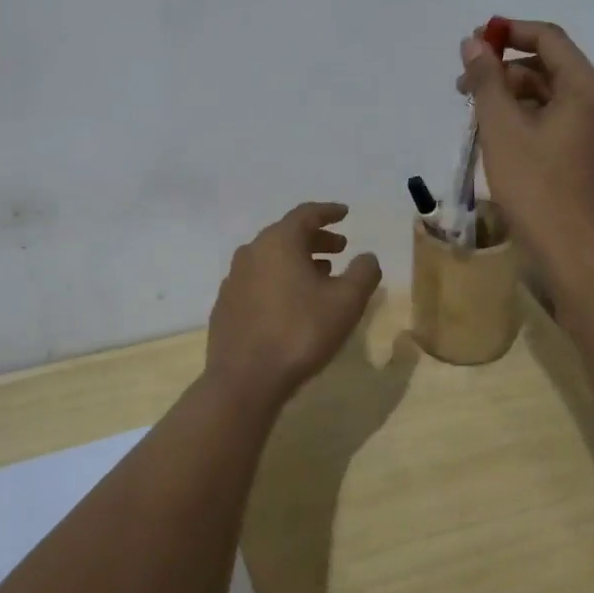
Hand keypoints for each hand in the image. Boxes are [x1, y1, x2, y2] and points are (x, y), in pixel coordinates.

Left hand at [206, 202, 383, 410]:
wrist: (244, 380)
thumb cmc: (300, 332)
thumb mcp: (346, 302)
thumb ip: (363, 273)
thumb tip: (367, 257)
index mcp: (278, 241)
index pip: (306, 214)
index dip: (328, 212)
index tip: (345, 213)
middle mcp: (252, 251)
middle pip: (287, 235)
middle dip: (316, 239)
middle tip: (340, 248)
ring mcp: (234, 278)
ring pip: (271, 258)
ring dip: (298, 260)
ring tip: (322, 275)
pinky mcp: (226, 304)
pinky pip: (258, 280)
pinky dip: (278, 280)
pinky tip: (292, 302)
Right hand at [458, 18, 593, 274]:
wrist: (575, 255)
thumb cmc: (537, 187)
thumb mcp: (502, 129)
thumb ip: (486, 80)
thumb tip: (473, 43)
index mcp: (585, 87)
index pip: (548, 38)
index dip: (509, 31)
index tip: (472, 40)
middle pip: (547, 66)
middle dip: (503, 68)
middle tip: (462, 84)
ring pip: (547, 96)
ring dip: (509, 95)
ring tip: (473, 114)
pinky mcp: (585, 155)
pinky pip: (552, 121)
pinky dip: (523, 119)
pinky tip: (494, 137)